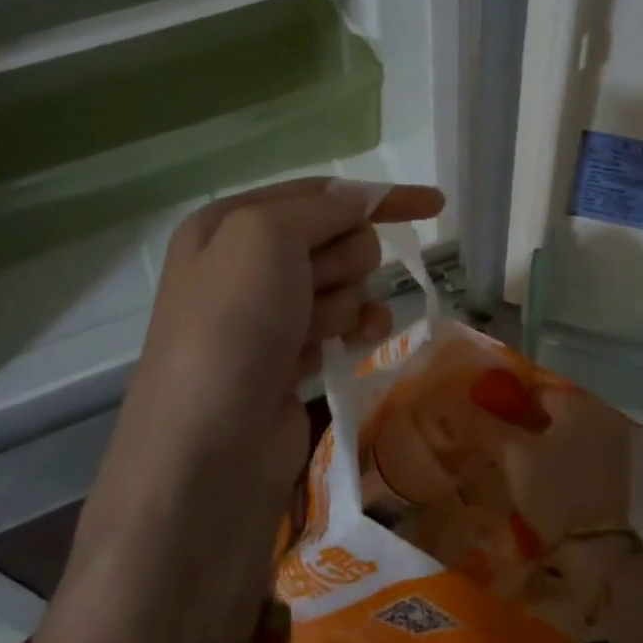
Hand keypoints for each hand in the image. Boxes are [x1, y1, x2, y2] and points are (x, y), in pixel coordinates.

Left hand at [46, 178, 442, 642]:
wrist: (208, 449)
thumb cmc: (232, 326)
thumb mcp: (266, 238)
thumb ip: (324, 208)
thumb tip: (365, 200)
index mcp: (227, 223)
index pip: (319, 192)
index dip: (378, 196)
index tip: (435, 204)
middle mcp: (244, 262)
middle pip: (336, 238)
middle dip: (341, 262)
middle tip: (314, 291)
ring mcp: (268, 313)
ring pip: (344, 283)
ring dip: (341, 303)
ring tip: (311, 334)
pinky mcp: (290, 355)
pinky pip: (342, 324)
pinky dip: (354, 330)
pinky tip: (355, 343)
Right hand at [499, 388, 638, 615]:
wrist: (595, 548)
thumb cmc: (553, 490)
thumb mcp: (513, 455)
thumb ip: (485, 426)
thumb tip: (458, 404)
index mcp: (577, 402)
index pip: (533, 391)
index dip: (505, 404)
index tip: (483, 423)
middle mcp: (599, 414)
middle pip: (550, 411)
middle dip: (522, 424)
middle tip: (494, 443)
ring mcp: (611, 443)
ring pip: (563, 433)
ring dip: (539, 442)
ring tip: (511, 462)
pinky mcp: (614, 471)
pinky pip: (577, 452)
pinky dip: (557, 458)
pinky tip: (539, 477)